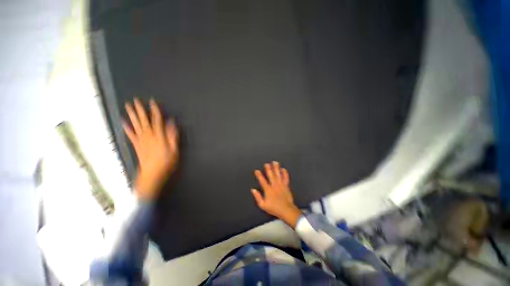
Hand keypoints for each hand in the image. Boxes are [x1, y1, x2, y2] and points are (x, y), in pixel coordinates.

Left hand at [123, 98, 178, 200]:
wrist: (152, 175)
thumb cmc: (166, 162)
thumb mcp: (174, 150)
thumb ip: (173, 135)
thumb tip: (172, 123)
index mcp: (159, 136)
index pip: (157, 120)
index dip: (155, 110)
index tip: (153, 102)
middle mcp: (148, 136)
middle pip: (144, 120)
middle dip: (140, 110)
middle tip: (135, 100)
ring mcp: (141, 140)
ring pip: (136, 125)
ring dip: (132, 115)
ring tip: (128, 106)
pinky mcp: (136, 145)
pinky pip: (130, 135)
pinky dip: (126, 128)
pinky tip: (123, 122)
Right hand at [251, 161, 301, 227]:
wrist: (286, 210)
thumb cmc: (274, 208)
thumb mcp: (263, 205)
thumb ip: (257, 197)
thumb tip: (253, 190)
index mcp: (268, 190)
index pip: (262, 181)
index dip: (259, 175)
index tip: (256, 170)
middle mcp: (274, 185)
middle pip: (271, 175)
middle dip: (268, 169)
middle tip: (266, 164)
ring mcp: (281, 185)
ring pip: (278, 174)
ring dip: (276, 168)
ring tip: (275, 162)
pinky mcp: (286, 185)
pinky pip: (285, 178)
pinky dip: (285, 173)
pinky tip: (283, 169)